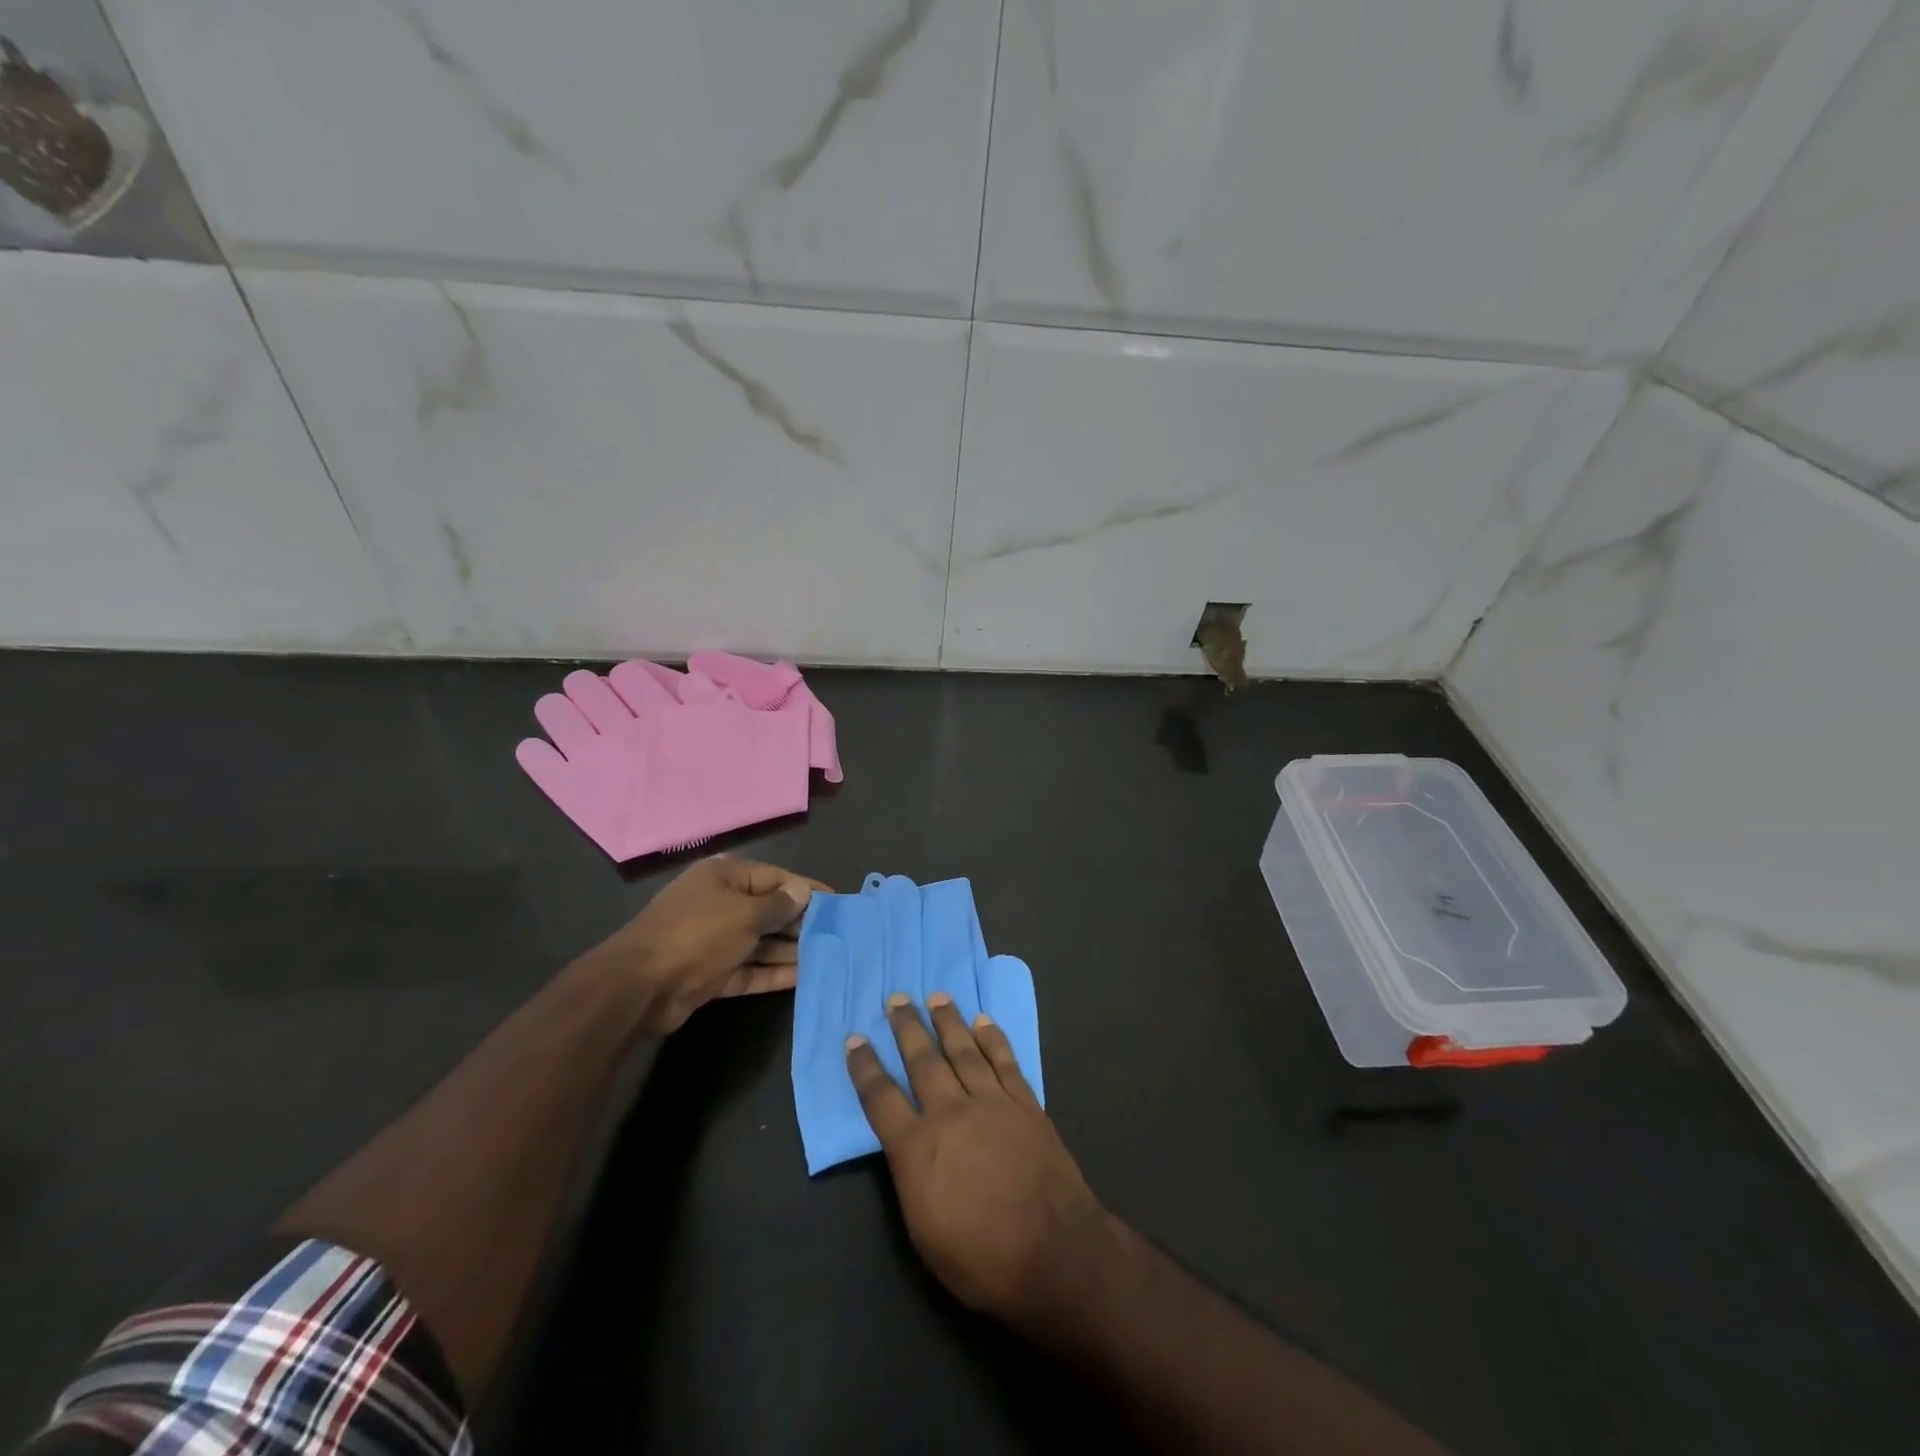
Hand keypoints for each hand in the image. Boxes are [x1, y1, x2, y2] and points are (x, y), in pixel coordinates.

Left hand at [582, 857, 824, 1033]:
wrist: (640, 986)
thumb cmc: (698, 934)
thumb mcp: (745, 914)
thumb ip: (778, 905)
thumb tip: (802, 892)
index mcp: (724, 877)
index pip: (775, 878)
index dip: (806, 889)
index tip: (837, 902)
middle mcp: (719, 903)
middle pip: (768, 910)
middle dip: (800, 922)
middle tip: (837, 935)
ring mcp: (713, 940)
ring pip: (760, 941)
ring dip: (789, 950)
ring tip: (828, 957)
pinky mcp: (710, 972)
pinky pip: (748, 968)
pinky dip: (771, 972)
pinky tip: (802, 977)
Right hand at [848, 993, 1108, 1326]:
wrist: (1054, 1253)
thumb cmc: (981, 1259)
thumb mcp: (924, 1230)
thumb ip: (911, 1177)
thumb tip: (906, 1146)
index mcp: (917, 1148)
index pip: (881, 1098)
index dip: (865, 1067)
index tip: (854, 1038)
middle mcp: (950, 1113)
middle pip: (922, 1061)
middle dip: (907, 1027)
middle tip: (897, 998)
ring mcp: (991, 1103)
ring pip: (963, 1051)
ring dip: (948, 1021)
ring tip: (936, 996)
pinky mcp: (1024, 1104)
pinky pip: (1004, 1062)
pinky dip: (993, 1038)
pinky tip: (983, 1020)